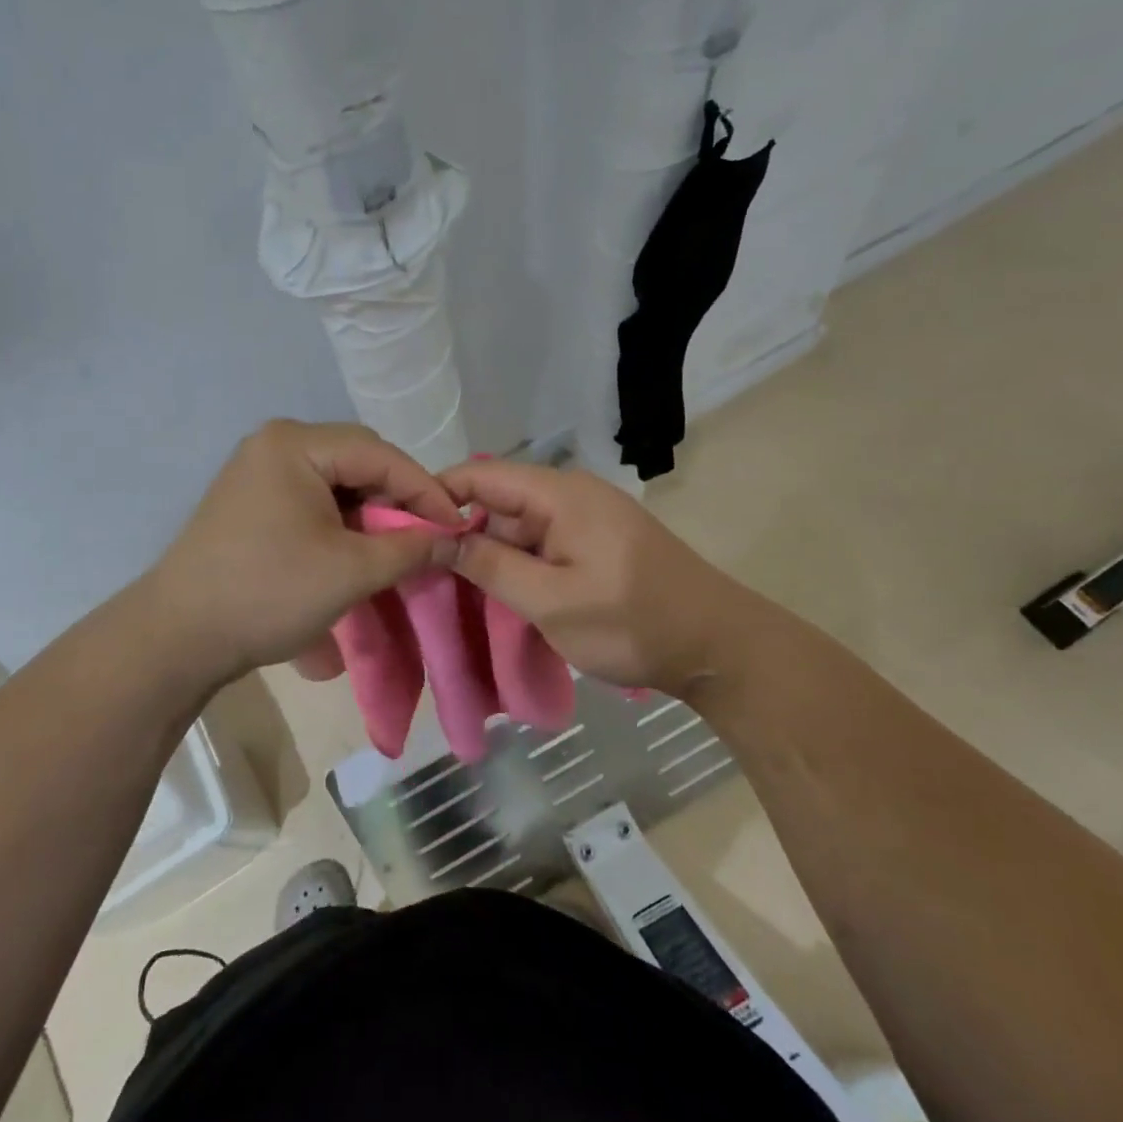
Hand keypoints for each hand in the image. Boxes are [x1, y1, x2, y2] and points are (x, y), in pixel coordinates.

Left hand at [147, 420, 462, 681]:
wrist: (178, 636)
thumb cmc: (268, 593)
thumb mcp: (351, 571)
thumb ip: (411, 548)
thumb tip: (454, 539)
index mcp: (295, 443)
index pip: (380, 454)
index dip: (426, 491)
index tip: (458, 527)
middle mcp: (275, 443)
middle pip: (358, 460)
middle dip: (397, 500)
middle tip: (425, 538)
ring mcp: (258, 470)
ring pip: (337, 481)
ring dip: (370, 512)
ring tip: (394, 549)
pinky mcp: (251, 499)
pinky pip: (312, 497)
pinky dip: (341, 520)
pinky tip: (355, 549)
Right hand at [441, 460, 764, 696]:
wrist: (719, 647)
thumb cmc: (632, 622)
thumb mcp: (551, 601)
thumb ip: (491, 566)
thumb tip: (438, 537)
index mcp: (559, 493)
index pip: (480, 474)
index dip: (437, 496)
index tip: (403, 532)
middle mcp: (570, 494)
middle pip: (496, 500)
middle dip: (459, 532)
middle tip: (423, 572)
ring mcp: (585, 518)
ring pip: (517, 526)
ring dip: (488, 555)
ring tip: (451, 589)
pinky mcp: (595, 542)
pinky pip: (541, 543)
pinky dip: (517, 565)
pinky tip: (497, 595)